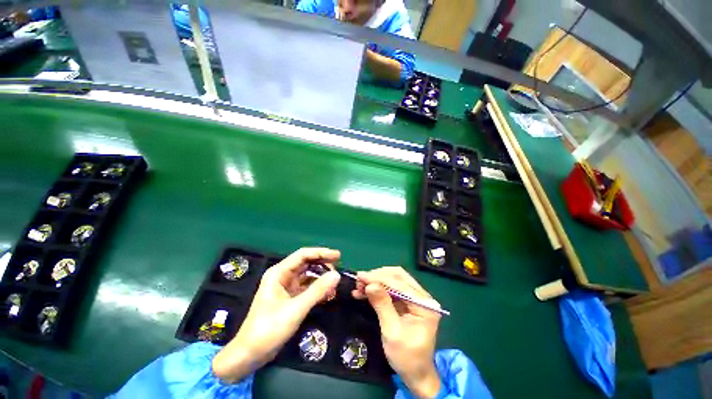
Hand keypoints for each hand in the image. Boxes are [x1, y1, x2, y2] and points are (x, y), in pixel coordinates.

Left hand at [212, 248, 340, 382]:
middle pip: (306, 263)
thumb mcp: (296, 309)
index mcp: (279, 273)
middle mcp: (283, 276)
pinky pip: (307, 288)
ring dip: (321, 278)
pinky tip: (328, 294)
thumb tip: (337, 274)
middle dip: (323, 264)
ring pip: (307, 276)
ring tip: (335, 283)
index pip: (303, 255)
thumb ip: (317, 291)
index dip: (321, 253)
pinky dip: (317, 289)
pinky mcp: (289, 298)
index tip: (338, 256)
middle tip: (339, 268)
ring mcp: (286, 287)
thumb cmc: (268, 329)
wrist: (249, 355)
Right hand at [353, 267, 441, 397]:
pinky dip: (377, 289)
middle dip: (377, 277)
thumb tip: (370, 284)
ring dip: (376, 281)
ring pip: (393, 280)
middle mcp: (422, 297)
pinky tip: (363, 292)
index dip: (379, 278)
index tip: (361, 276)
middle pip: (398, 276)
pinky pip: (391, 289)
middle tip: (360, 280)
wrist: (415, 374)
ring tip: (359, 286)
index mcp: (424, 304)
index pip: (400, 283)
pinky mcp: (407, 302)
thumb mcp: (392, 332)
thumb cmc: (406, 357)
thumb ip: (382, 305)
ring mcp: (415, 298)